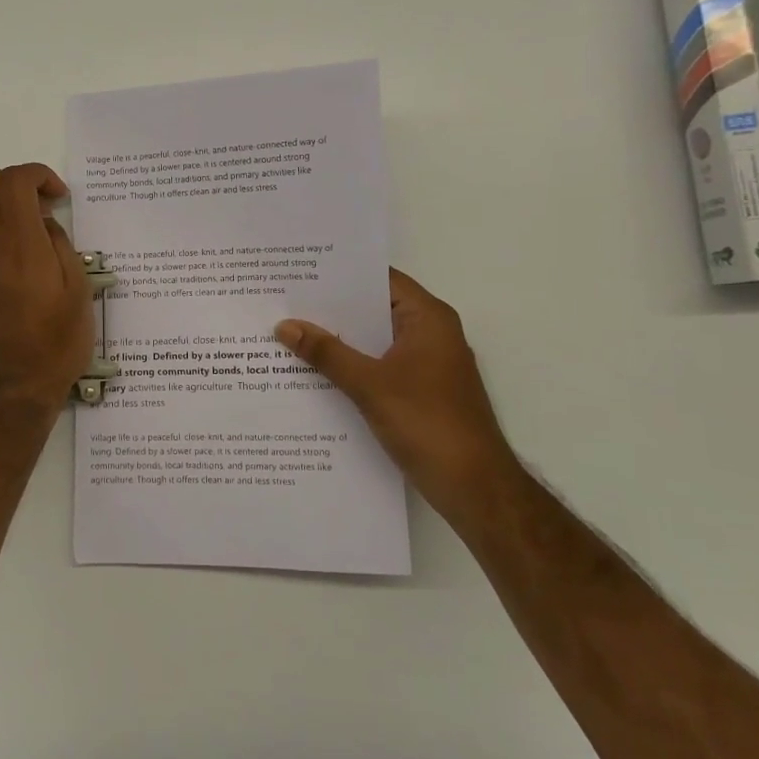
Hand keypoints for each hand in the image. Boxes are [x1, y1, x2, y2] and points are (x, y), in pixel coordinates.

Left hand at [0, 164, 93, 412]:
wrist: (15, 385)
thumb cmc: (57, 341)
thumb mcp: (79, 290)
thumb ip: (62, 246)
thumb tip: (45, 225)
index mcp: (22, 241)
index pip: (16, 180)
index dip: (39, 176)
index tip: (59, 199)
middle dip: (18, 185)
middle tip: (42, 212)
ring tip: (15, 231)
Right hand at [276, 269, 514, 491]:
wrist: (474, 487)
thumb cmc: (427, 423)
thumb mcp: (369, 385)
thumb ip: (326, 353)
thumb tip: (284, 325)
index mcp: (428, 319)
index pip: (381, 280)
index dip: (342, 274)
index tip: (301, 271)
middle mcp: (430, 334)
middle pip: (375, 310)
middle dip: (332, 309)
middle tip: (285, 301)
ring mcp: (427, 365)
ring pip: (375, 342)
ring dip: (339, 341)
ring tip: (290, 332)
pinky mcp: (420, 392)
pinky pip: (378, 367)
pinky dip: (351, 367)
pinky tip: (314, 373)